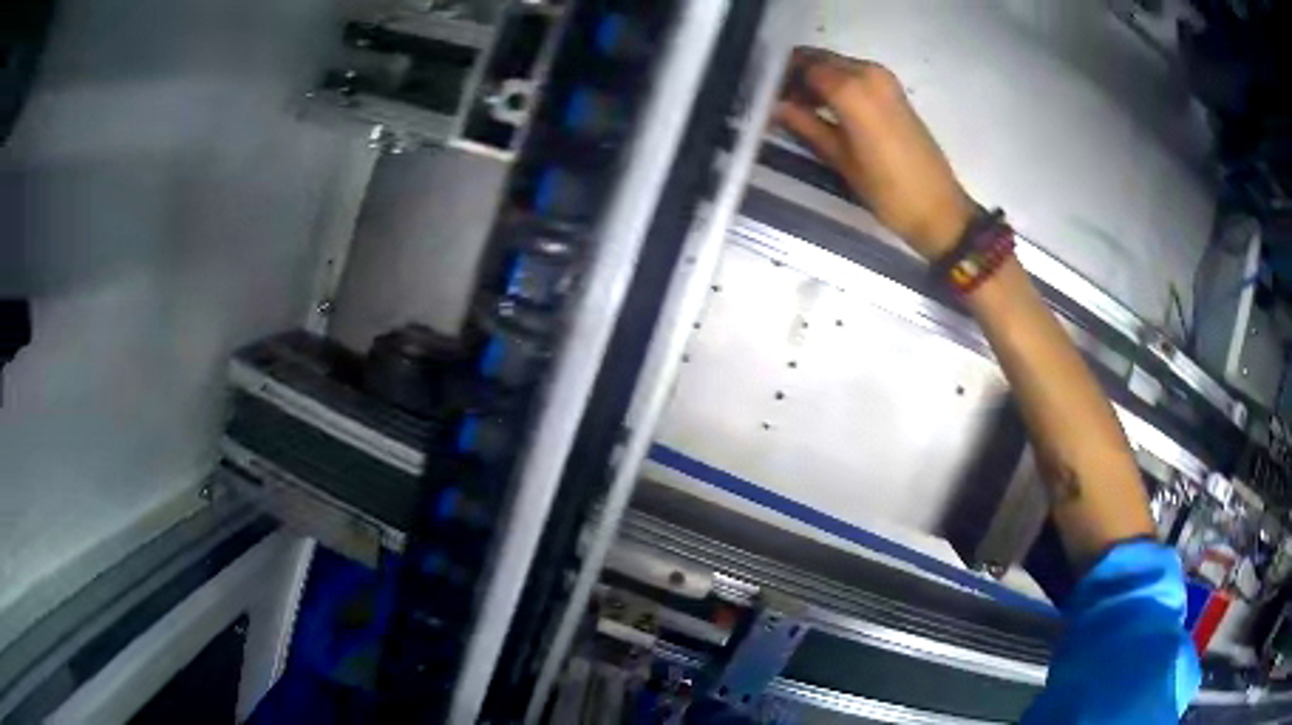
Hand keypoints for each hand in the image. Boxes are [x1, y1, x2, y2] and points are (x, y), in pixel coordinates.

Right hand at [775, 49, 975, 260]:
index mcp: (852, 89)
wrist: (939, 209)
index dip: (782, 80)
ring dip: (817, 81)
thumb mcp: (840, 159)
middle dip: (798, 77)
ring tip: (801, 112)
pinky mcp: (894, 91)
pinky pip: (855, 76)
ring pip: (837, 66)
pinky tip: (826, 111)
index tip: (766, 99)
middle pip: (820, 60)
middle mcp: (868, 73)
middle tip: (781, 105)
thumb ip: (805, 125)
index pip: (803, 67)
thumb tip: (775, 107)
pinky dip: (837, 86)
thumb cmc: (887, 190)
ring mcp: (884, 80)